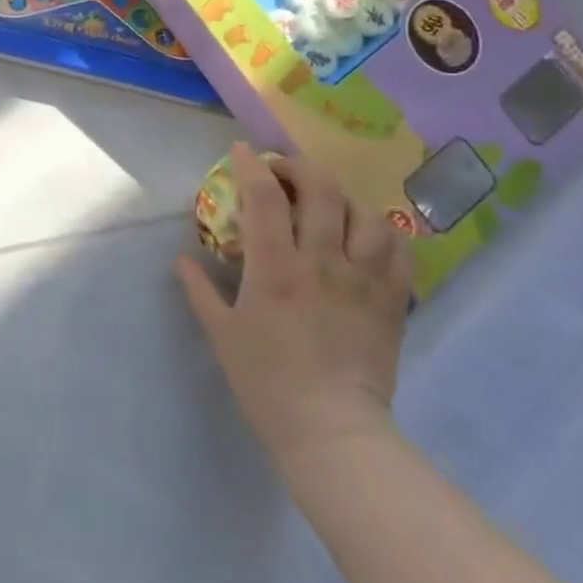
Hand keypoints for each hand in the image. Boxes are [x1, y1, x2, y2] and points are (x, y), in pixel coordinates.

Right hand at [177, 146, 411, 470]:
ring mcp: (362, 280)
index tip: (242, 151)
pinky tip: (369, 235)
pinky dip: (385, 233)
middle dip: (299, 167)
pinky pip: (400, 252)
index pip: (264, 197)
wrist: (330, 431)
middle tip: (283, 171)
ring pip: (365, 214)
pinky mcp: (391, 301)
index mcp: (275, 268)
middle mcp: (322, 262)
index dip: (252, 165)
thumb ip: (199, 289)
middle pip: (321, 190)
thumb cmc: (266, 381)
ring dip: (343, 198)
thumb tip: (183, 258)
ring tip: (328, 202)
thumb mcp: (221, 333)